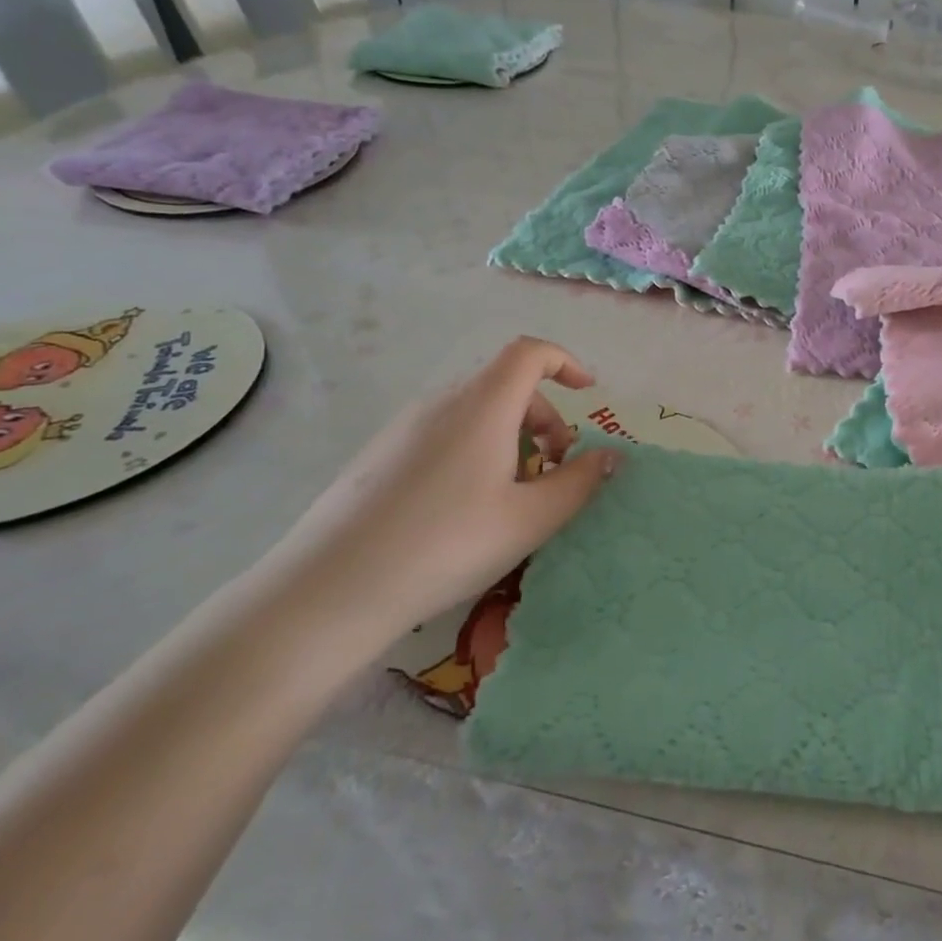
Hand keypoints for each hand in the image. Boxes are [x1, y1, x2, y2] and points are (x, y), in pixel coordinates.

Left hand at [253, 337, 619, 652]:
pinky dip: (476, 449)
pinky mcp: (380, 453)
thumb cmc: (447, 543)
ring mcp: (405, 426)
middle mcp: (443, 401)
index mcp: (484, 404)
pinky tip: (466, 507)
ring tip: (514, 493)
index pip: (531, 352)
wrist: (331, 588)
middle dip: (544, 417)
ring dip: (511, 436)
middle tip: (556, 468)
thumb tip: (610, 456)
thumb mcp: (530, 519)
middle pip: (507, 385)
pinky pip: (445, 432)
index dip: (566, 362)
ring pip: (476, 411)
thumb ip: (579, 482)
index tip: (589, 393)